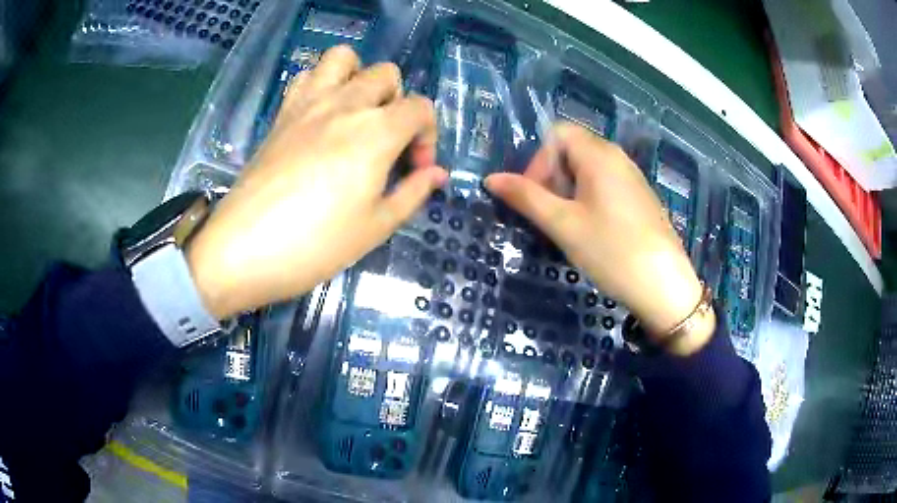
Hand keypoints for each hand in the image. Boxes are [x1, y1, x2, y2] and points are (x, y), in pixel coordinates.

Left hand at [187, 46, 447, 318]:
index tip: (414, 170)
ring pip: (344, 58)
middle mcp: (345, 104)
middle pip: (386, 74)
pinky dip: (321, 83)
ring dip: (358, 77)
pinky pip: (306, 75)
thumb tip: (435, 173)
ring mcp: (309, 104)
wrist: (245, 248)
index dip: (428, 137)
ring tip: (355, 114)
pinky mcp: (282, 114)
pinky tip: (321, 115)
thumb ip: (412, 192)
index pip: (421, 108)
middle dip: (398, 104)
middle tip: (386, 143)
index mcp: (376, 131)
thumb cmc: (316, 244)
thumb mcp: (376, 227)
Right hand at [485, 123, 711, 350]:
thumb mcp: (563, 224)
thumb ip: (526, 197)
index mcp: (598, 155)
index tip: (536, 197)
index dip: (538, 161)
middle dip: (552, 177)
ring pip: (588, 169)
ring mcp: (632, 177)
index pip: (557, 134)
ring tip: (569, 226)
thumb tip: (491, 179)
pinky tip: (593, 231)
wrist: (664, 286)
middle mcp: (617, 157)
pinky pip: (606, 184)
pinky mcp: (640, 197)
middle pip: (572, 150)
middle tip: (550, 215)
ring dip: (569, 191)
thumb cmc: (611, 251)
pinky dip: (589, 199)